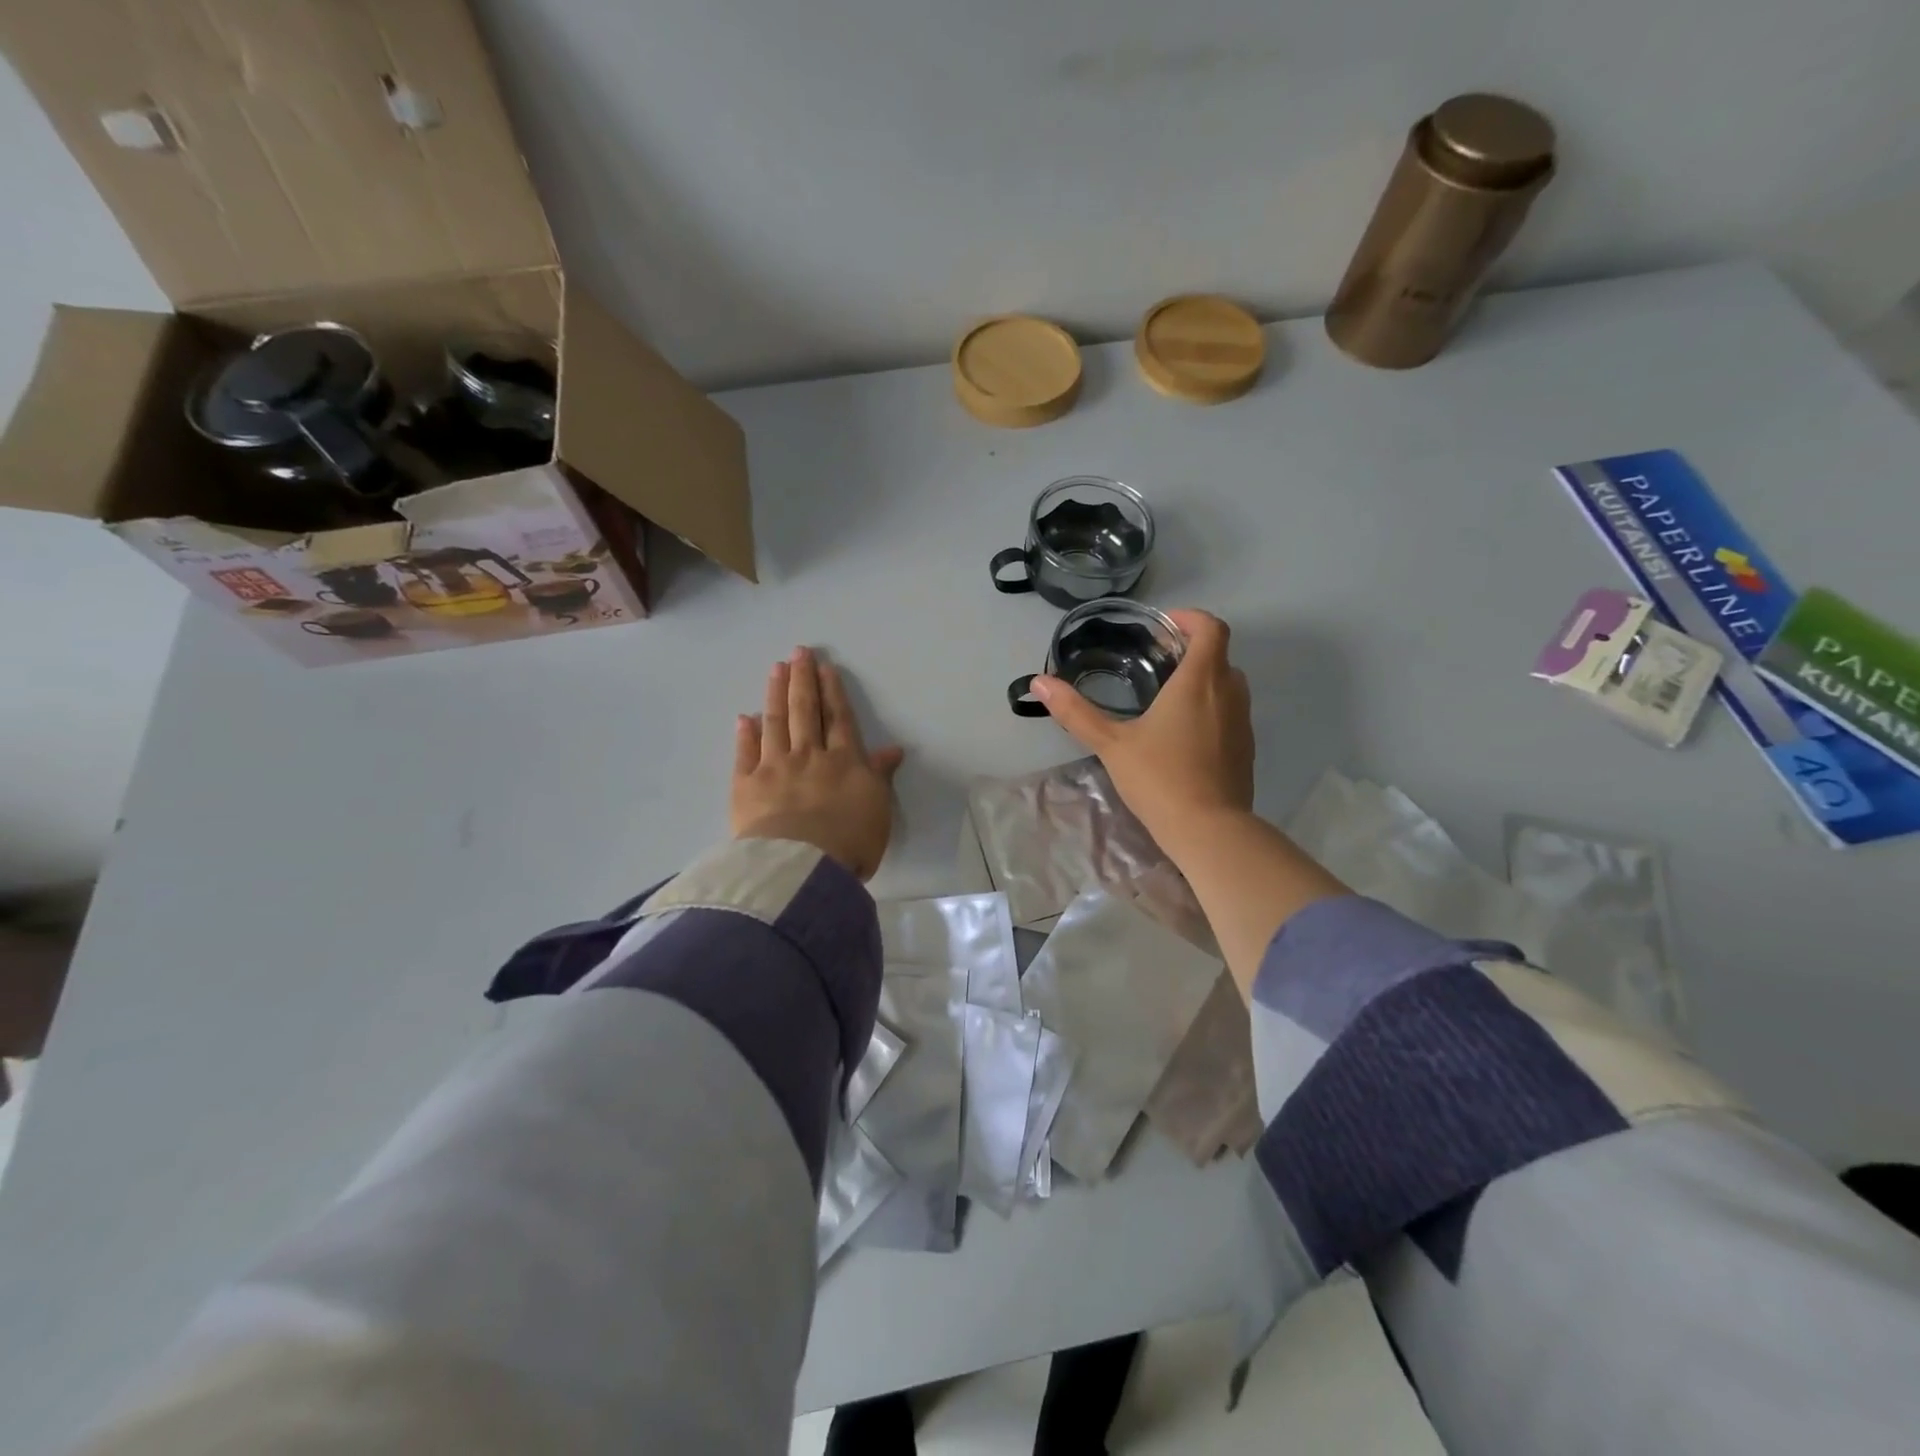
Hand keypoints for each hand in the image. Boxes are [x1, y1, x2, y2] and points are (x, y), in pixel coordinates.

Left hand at [732, 647, 904, 879]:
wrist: (802, 865)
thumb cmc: (850, 841)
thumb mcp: (878, 809)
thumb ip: (880, 776)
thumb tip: (893, 749)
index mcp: (844, 762)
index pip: (839, 719)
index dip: (833, 692)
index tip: (825, 667)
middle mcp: (808, 756)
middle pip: (805, 712)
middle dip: (803, 680)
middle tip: (798, 652)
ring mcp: (774, 768)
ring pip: (775, 723)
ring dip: (775, 695)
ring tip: (775, 670)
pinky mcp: (746, 786)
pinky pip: (745, 754)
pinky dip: (745, 734)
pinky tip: (744, 718)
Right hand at [1032, 609, 1253, 852]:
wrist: (1209, 829)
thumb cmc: (1160, 778)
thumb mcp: (1111, 744)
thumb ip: (1076, 711)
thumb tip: (1039, 682)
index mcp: (1200, 681)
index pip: (1211, 628)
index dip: (1190, 619)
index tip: (1162, 628)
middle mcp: (1229, 692)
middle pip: (1219, 654)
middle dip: (1191, 649)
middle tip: (1156, 661)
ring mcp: (1243, 721)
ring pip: (1228, 684)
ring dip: (1203, 679)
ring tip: (1167, 695)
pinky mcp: (1246, 748)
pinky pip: (1231, 712)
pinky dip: (1212, 707)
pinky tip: (1182, 733)